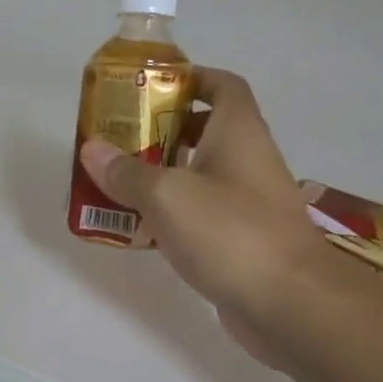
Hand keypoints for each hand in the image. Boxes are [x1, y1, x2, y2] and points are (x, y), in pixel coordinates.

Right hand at [79, 69, 314, 365]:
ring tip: (115, 183)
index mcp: (238, 132)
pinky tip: (138, 229)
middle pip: (204, 131)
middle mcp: (247, 160)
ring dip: (161, 177)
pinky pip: (200, 215)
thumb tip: (92, 149)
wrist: (290, 304)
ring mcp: (247, 203)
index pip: (221, 85)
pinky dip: (171, 216)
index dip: (190, 77)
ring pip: (199, 176)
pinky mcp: (241, 240)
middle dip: (161, 131)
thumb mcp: (167, 195)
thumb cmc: (230, 232)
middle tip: (119, 140)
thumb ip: (127, 172)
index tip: (150, 88)